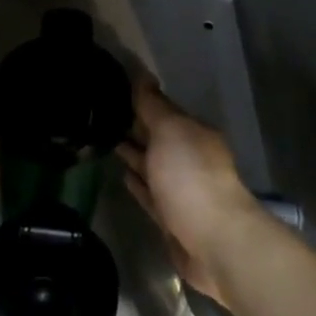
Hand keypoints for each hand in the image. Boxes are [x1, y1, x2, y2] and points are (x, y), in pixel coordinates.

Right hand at [118, 76, 265, 304]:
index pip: (163, 110)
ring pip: (152, 166)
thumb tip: (143, 74)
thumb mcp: (170, 131)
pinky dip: (138, 184)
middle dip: (135, 127)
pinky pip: (150, 194)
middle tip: (101, 116)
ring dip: (133, 155)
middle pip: (158, 138)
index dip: (140, 100)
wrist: (214, 241)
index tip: (112, 91)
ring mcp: (181, 190)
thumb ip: (153, 105)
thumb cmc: (190, 177)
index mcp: (193, 134)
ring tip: (105, 141)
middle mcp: (190, 158)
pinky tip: (122, 177)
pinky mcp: (171, 219)